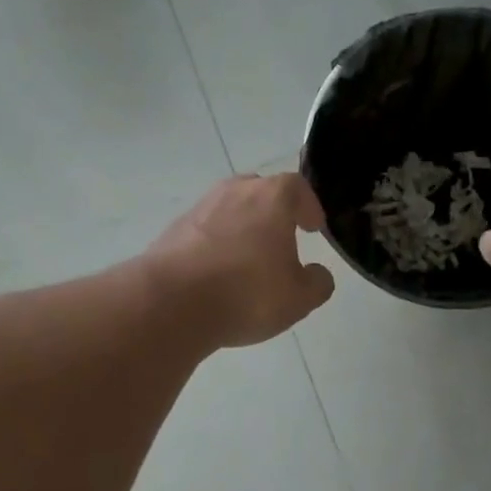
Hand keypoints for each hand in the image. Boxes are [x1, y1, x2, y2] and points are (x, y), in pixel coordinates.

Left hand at [147, 173, 336, 347]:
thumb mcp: (299, 298)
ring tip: (248, 260)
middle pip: (260, 191)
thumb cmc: (247, 293)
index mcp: (272, 197)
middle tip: (282, 238)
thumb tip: (317, 275)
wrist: (172, 303)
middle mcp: (235, 192)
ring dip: (242, 228)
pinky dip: (215, 245)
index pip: (297, 187)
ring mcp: (199, 208)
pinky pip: (204, 231)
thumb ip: (317, 283)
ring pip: (229, 210)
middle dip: (274, 212)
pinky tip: (217, 275)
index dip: (308, 206)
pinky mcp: (173, 231)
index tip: (313, 227)